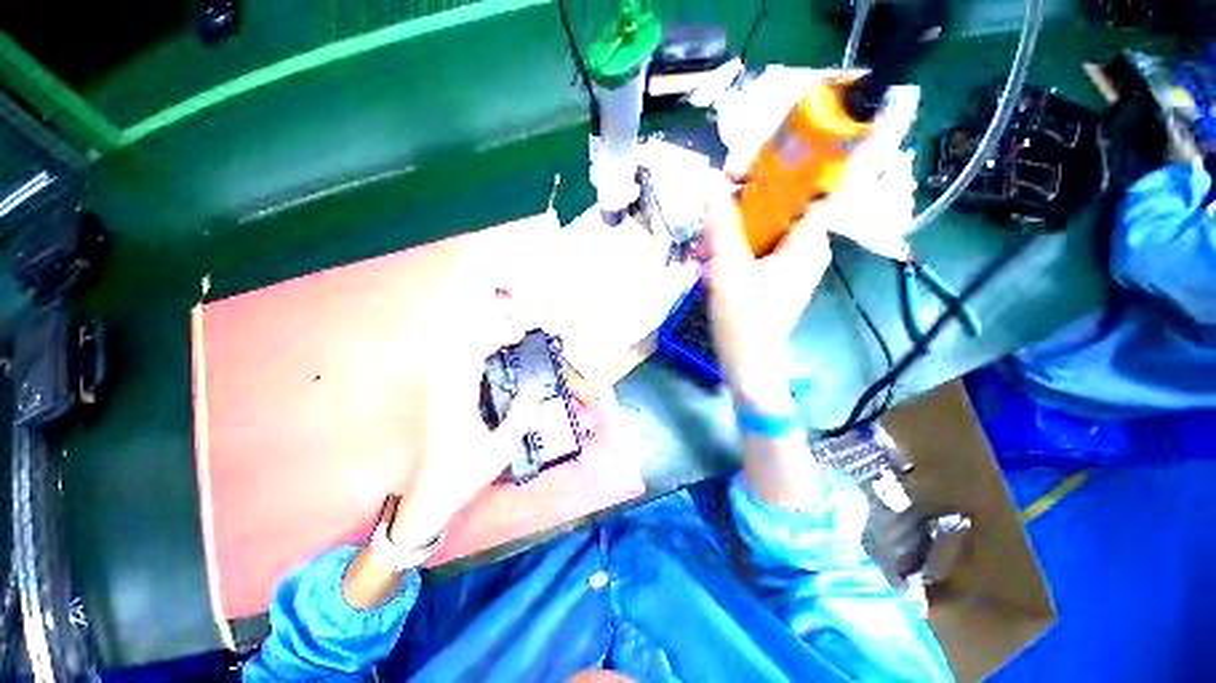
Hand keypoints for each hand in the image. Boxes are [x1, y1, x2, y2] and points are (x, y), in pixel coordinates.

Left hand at [388, 290, 542, 549]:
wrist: (431, 494)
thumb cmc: (466, 473)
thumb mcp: (501, 448)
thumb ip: (521, 415)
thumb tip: (539, 387)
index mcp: (457, 401)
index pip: (473, 355)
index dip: (497, 337)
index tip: (520, 332)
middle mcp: (444, 390)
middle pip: (464, 346)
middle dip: (493, 332)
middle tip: (521, 332)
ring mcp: (440, 392)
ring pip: (459, 352)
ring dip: (485, 340)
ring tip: (511, 338)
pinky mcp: (441, 396)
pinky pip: (459, 364)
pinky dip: (478, 353)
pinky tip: (494, 356)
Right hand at [703, 182, 831, 411]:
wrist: (748, 363)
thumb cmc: (744, 318)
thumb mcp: (728, 268)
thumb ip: (720, 224)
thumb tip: (710, 179)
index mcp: (808, 242)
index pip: (813, 186)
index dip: (785, 169)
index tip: (747, 168)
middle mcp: (808, 248)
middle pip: (786, 205)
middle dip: (750, 199)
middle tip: (717, 205)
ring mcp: (793, 264)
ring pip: (770, 226)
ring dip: (741, 223)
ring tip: (712, 233)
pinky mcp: (778, 276)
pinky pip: (762, 245)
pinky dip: (741, 242)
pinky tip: (717, 253)